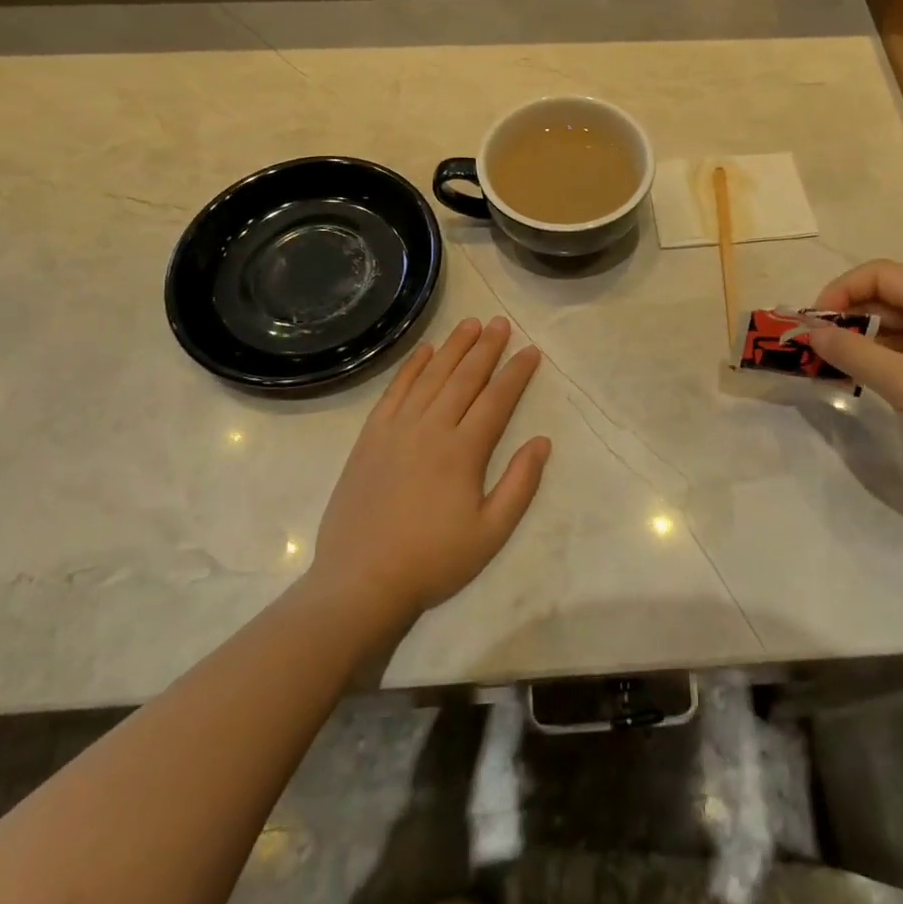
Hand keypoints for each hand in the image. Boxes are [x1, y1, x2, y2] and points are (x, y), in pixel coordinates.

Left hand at [312, 317, 550, 622]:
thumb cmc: (433, 561)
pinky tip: (425, 350)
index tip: (531, 350)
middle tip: (501, 322)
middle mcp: (431, 428)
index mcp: (463, 451)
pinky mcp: (371, 436)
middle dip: (486, 347)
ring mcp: (397, 429)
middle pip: (464, 377)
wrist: (361, 581)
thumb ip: (520, 485)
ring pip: (431, 376)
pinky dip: (412, 367)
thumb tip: (542, 441)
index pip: (496, 399)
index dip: (516, 372)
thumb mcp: (490, 534)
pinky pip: (395, 390)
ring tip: (471, 323)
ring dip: (453, 347)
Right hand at [806, 260, 902, 499]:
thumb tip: (812, 332)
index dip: (843, 288)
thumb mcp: (900, 381)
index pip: (881, 274)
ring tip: (830, 361)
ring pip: (894, 326)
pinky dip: (878, 358)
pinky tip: (860, 378)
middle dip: (846, 313)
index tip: (816, 320)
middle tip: (816, 342)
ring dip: (859, 337)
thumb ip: (852, 352)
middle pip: (886, 297)